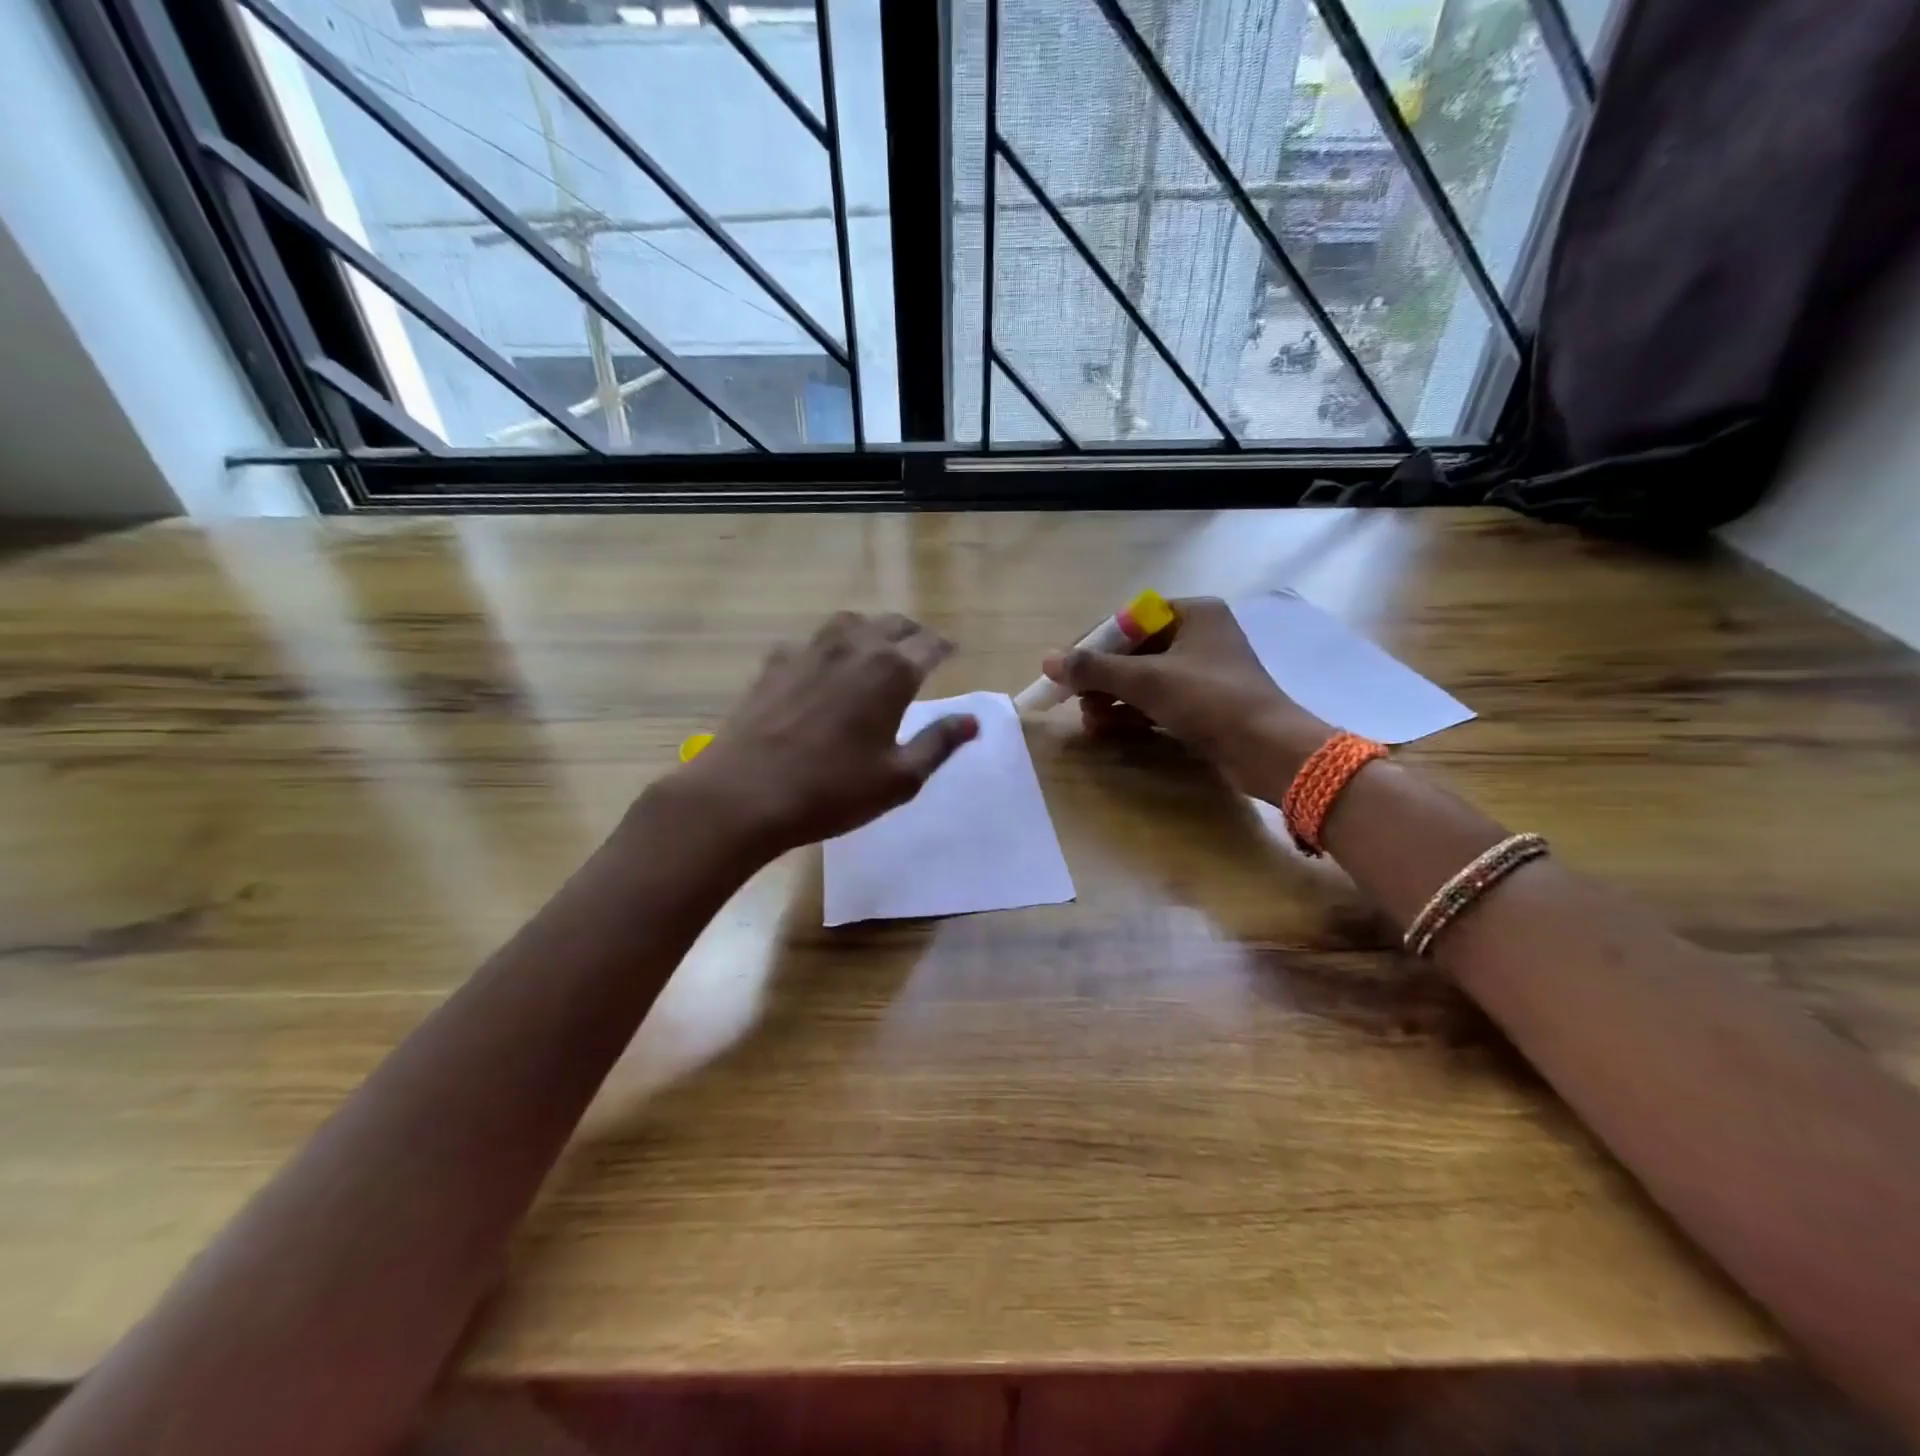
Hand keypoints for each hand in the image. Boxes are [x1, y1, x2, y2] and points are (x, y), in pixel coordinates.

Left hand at [672, 611, 978, 858]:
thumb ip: (939, 743)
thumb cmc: (832, 791)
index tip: (953, 652)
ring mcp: (809, 651)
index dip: (946, 647)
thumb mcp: (900, 778)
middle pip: (892, 624)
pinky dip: (831, 645)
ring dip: (872, 629)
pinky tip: (825, 666)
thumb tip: (973, 721)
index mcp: (891, 672)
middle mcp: (853, 648)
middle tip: (922, 649)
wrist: (743, 794)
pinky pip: (812, 640)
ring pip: (850, 622)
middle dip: (913, 633)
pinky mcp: (774, 663)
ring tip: (877, 647)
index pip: (930, 645)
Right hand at [1043, 596, 1327, 798]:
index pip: (1129, 620)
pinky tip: (1108, 729)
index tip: (1066, 670)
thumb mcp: (1147, 680)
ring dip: (1112, 699)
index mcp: (1193, 613)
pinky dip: (1133, 713)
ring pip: (1144, 679)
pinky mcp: (1205, 704)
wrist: (1269, 750)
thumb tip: (1048, 660)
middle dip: (1101, 679)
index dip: (1093, 645)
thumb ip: (1095, 669)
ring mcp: (1203, 672)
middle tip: (1075, 700)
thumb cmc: (1209, 700)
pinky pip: (1158, 701)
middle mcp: (1199, 635)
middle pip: (1134, 651)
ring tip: (1090, 721)